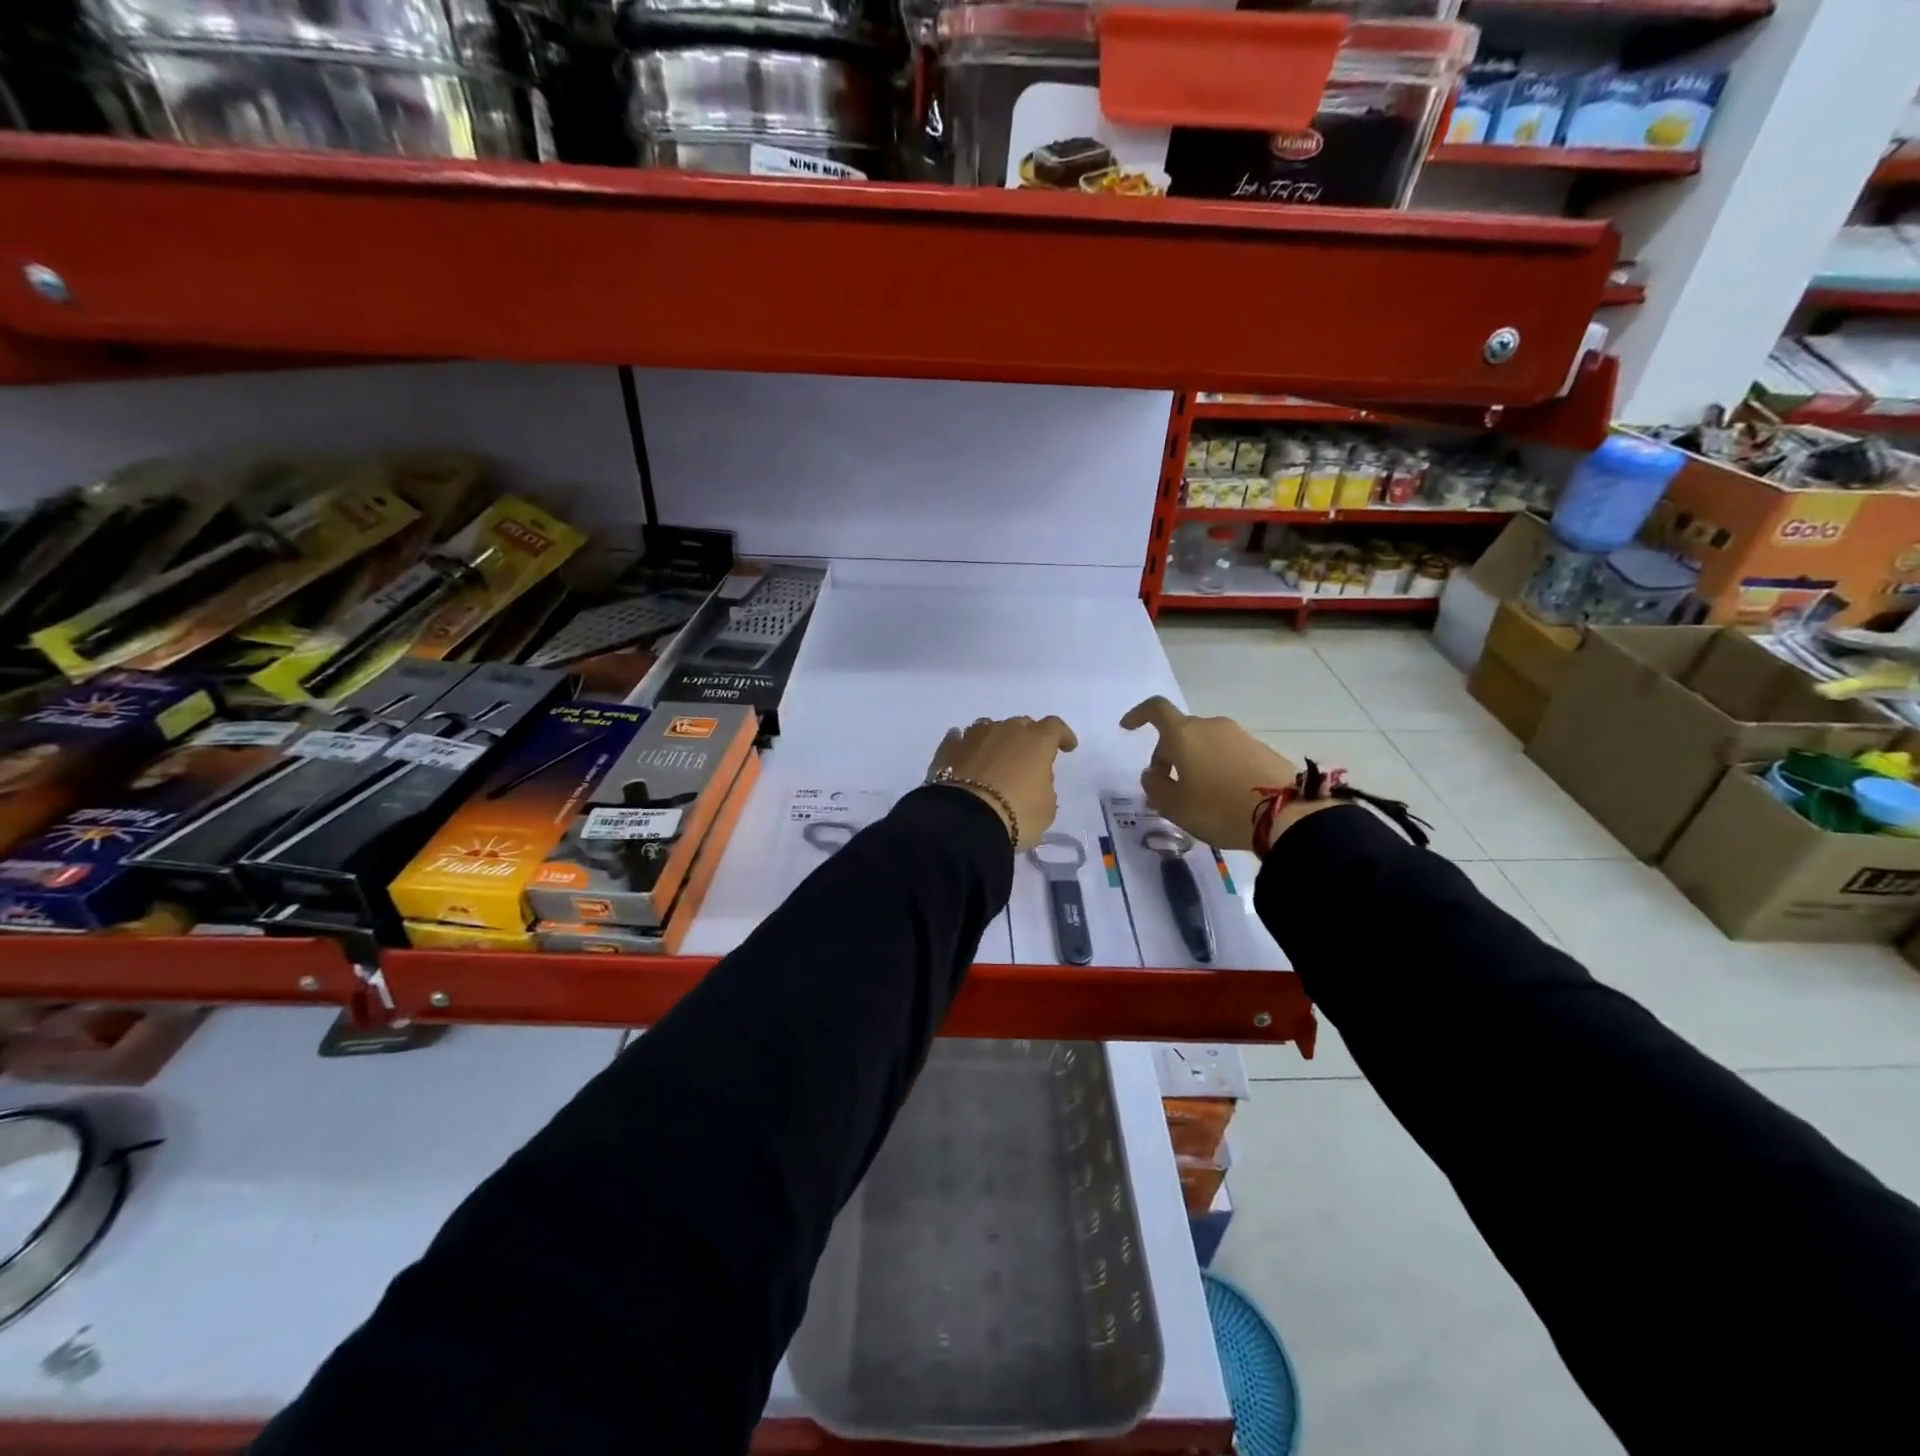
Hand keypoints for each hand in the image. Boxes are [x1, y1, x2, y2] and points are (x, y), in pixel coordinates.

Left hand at [927, 715, 1077, 848]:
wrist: (966, 820)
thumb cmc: (1017, 813)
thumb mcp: (1046, 807)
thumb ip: (1044, 786)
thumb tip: (1032, 780)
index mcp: (1036, 741)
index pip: (1054, 728)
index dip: (1063, 736)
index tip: (1067, 747)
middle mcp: (1005, 731)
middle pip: (1021, 724)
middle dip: (1028, 737)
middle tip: (1029, 755)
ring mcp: (973, 737)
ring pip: (989, 727)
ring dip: (996, 738)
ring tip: (996, 754)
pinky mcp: (948, 750)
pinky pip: (959, 739)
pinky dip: (965, 745)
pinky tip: (965, 752)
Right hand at [1120, 696, 1302, 850]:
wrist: (1287, 814)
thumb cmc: (1218, 807)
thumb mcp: (1174, 806)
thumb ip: (1154, 786)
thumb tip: (1151, 774)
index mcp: (1184, 734)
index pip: (1155, 709)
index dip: (1138, 715)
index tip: (1127, 728)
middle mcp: (1211, 726)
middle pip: (1180, 732)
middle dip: (1165, 755)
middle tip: (1162, 786)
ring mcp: (1239, 736)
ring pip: (1204, 744)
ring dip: (1191, 763)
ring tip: (1192, 796)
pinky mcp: (1261, 750)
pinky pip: (1226, 754)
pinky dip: (1215, 768)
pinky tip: (1219, 796)